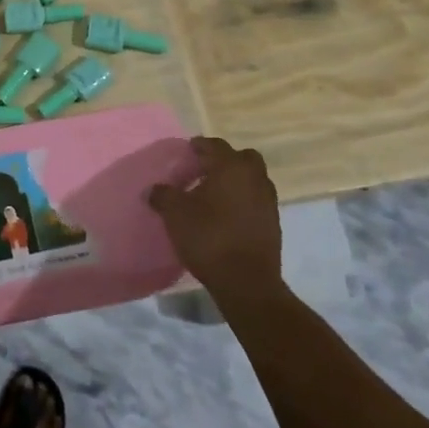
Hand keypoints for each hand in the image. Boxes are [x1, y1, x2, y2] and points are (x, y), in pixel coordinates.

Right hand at [149, 137, 285, 313]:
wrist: (246, 282)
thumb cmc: (209, 237)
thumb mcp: (175, 214)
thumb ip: (163, 195)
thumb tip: (154, 189)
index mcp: (231, 167)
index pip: (215, 145)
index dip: (199, 146)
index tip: (187, 152)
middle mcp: (255, 178)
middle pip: (242, 158)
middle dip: (224, 160)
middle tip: (204, 171)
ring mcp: (268, 201)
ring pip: (252, 180)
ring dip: (235, 182)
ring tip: (212, 196)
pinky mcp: (273, 224)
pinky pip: (256, 201)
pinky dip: (243, 201)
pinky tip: (225, 216)